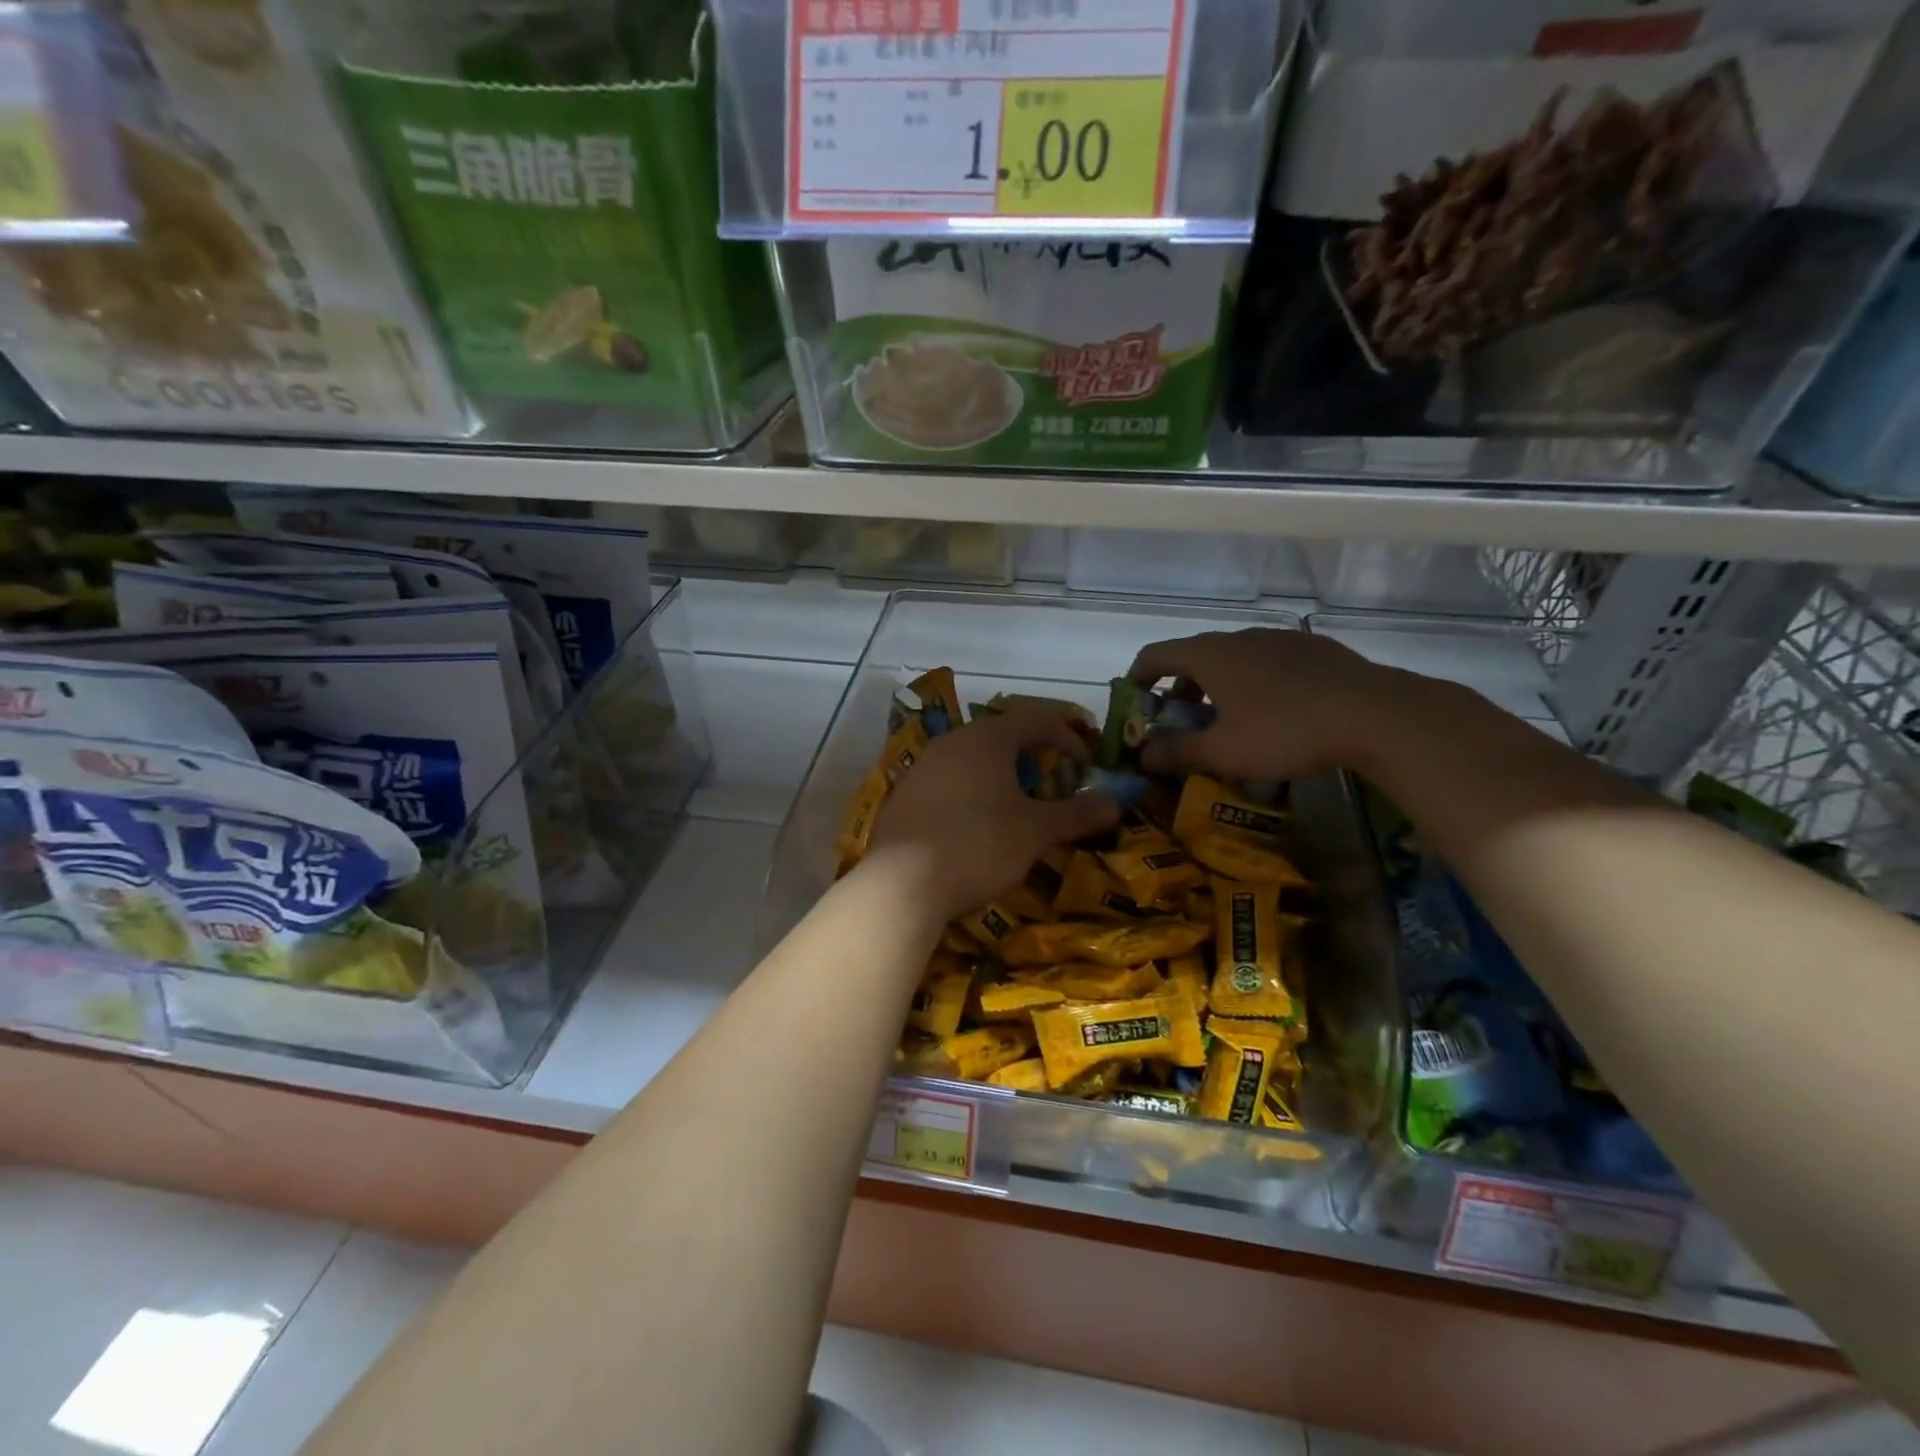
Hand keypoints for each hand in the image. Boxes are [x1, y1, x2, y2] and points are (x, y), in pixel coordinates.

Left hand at [868, 705, 1119, 920]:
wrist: (902, 883)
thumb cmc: (979, 844)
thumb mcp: (1036, 831)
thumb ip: (1076, 814)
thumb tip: (1115, 804)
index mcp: (986, 739)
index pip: (1036, 719)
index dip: (1067, 738)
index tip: (1085, 767)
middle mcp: (951, 742)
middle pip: (1001, 737)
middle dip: (1033, 759)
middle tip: (1052, 788)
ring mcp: (921, 768)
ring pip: (971, 761)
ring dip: (1000, 778)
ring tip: (1016, 810)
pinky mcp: (902, 796)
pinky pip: (947, 784)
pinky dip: (970, 795)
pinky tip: (974, 828)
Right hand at [1126, 629, 1395, 781]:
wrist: (1374, 715)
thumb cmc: (1284, 731)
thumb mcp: (1222, 752)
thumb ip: (1176, 752)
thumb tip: (1141, 756)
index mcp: (1209, 655)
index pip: (1155, 655)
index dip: (1136, 679)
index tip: (1133, 703)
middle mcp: (1240, 637)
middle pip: (1194, 656)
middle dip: (1179, 688)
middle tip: (1181, 721)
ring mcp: (1280, 639)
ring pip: (1234, 657)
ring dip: (1217, 685)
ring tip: (1228, 719)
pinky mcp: (1314, 649)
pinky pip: (1268, 661)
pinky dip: (1254, 681)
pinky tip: (1275, 711)